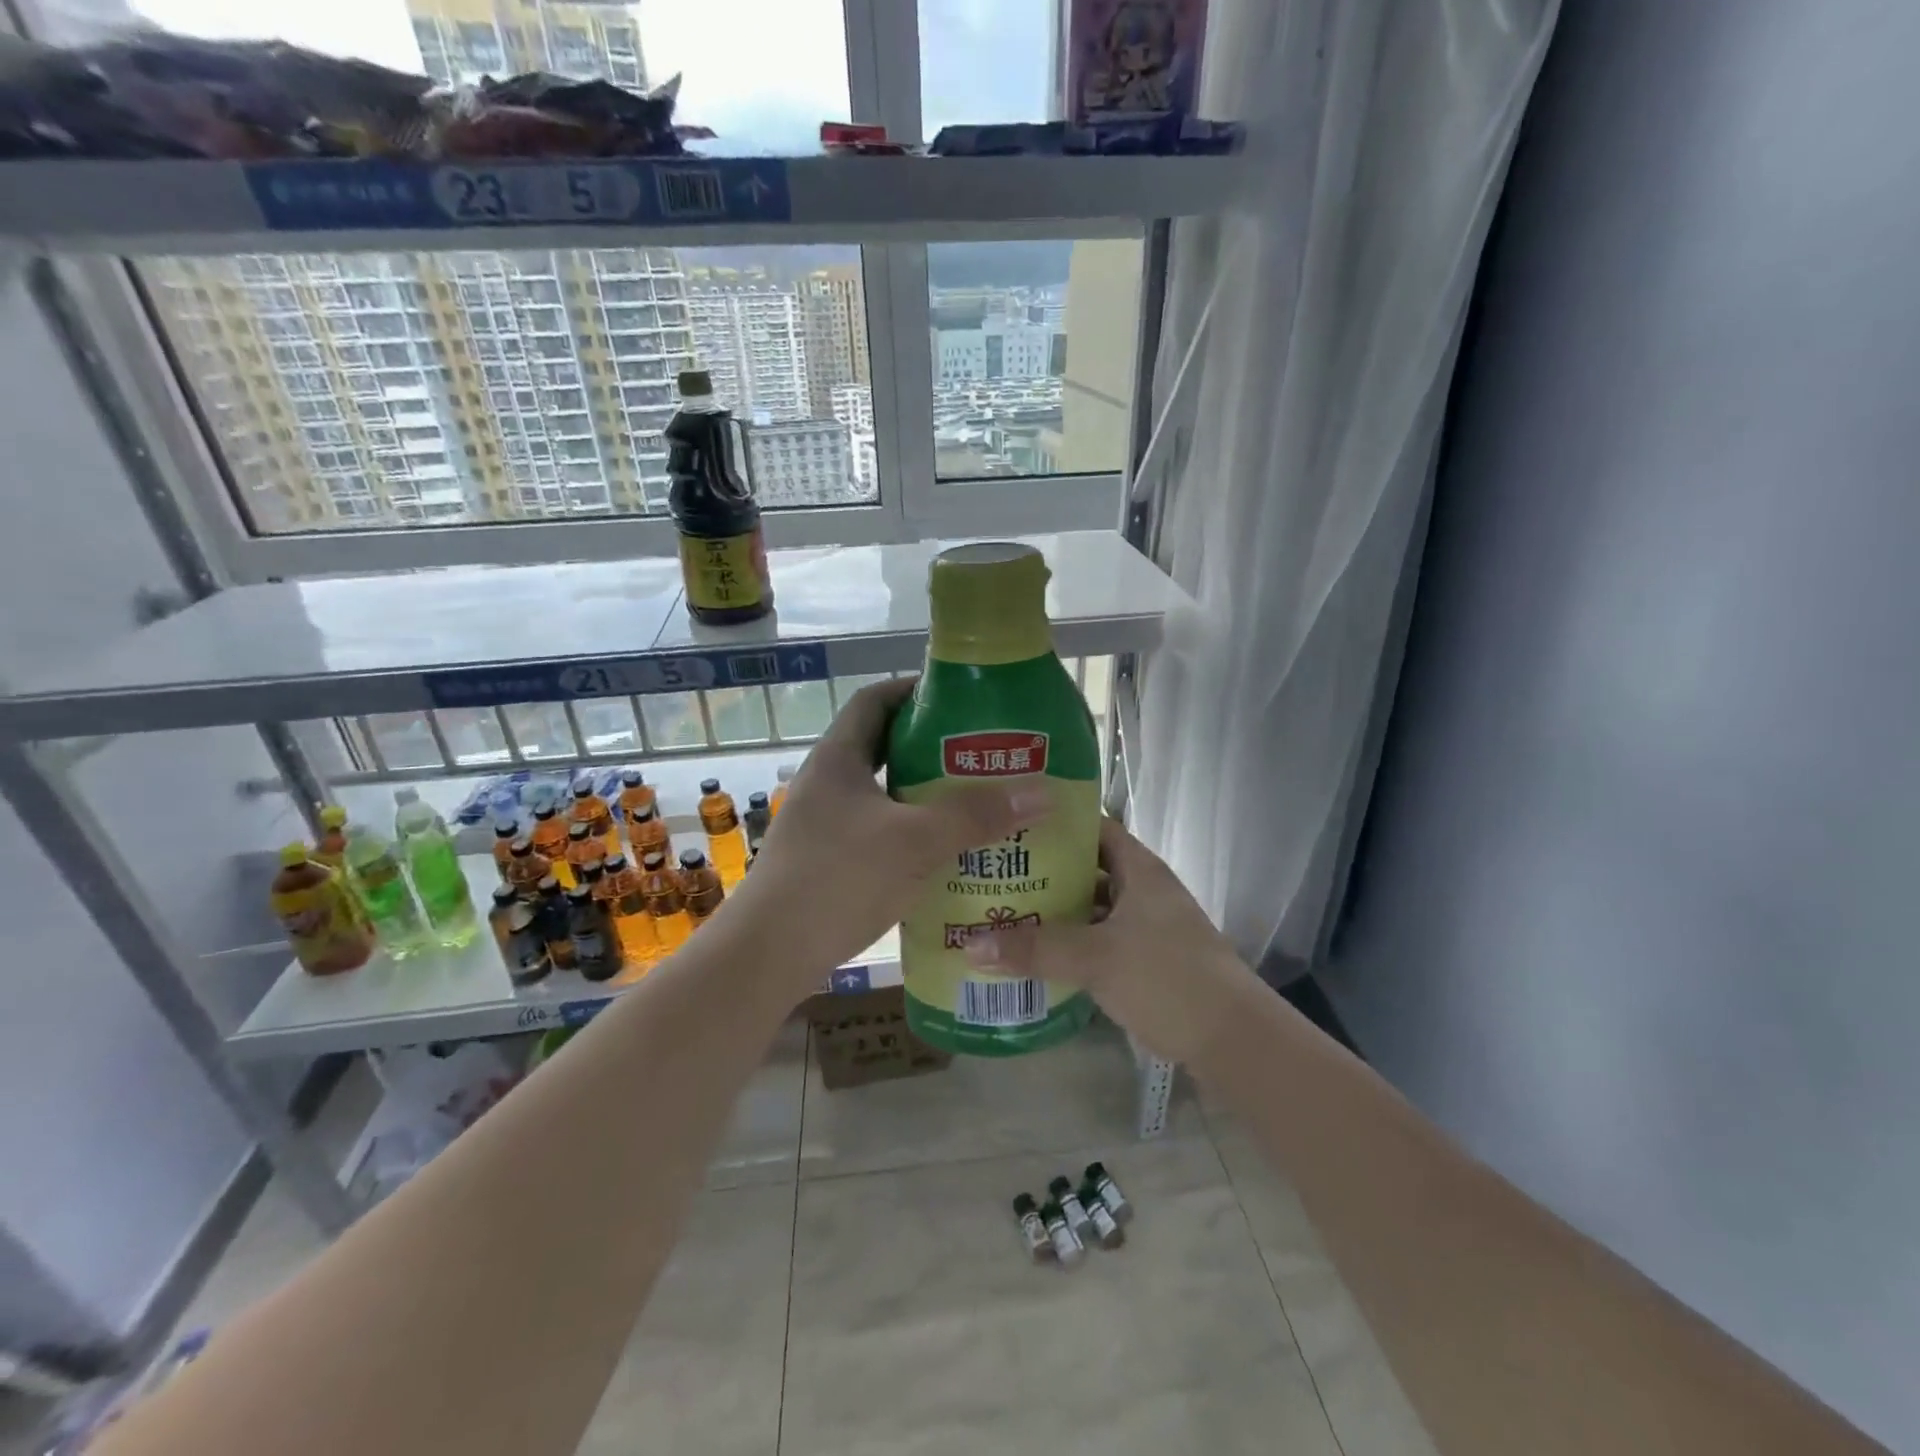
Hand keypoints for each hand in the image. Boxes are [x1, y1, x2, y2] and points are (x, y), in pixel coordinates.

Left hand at [728, 679, 1050, 998]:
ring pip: (883, 796)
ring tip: (974, 804)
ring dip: (924, 796)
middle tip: (982, 755)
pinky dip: (911, 835)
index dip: (913, 690)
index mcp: (838, 759)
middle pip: (883, 748)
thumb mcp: (914, 841)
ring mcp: (823, 825)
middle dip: (931, 748)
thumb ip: (975, 815)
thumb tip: (1042, 792)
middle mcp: (827, 784)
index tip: (959, 698)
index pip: (874, 701)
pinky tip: (944, 855)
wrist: (767, 955)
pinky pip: (878, 833)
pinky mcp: (827, 863)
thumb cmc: (837, 879)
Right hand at [965, 817, 1255, 1063]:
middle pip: (1089, 868)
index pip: (1093, 827)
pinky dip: (1073, 942)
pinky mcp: (1148, 959)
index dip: (1056, 823)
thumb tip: (969, 944)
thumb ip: (1034, 949)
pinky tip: (1040, 954)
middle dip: (1047, 871)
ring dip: (1058, 910)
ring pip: (1094, 906)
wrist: (1231, 1038)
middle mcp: (1144, 889)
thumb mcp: (1095, 958)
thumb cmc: (1166, 977)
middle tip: (997, 872)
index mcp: (1139, 869)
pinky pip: (1100, 938)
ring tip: (1008, 911)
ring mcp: (1149, 925)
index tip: (1012, 826)